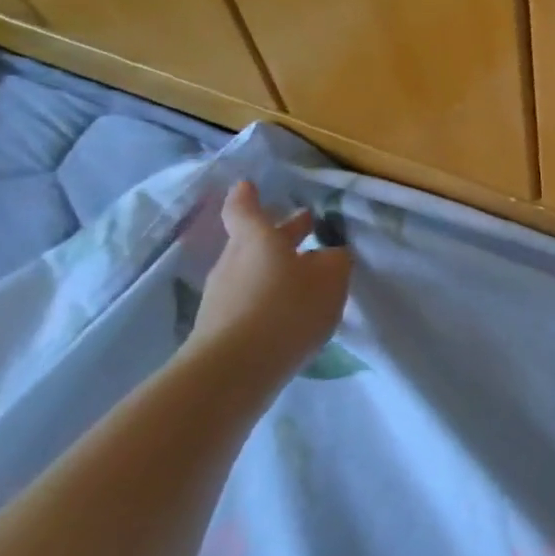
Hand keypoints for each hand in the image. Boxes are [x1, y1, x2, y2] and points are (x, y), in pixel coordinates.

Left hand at [189, 181, 352, 375]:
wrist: (235, 370)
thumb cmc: (287, 308)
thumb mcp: (331, 277)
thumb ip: (334, 260)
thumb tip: (329, 255)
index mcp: (258, 240)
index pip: (245, 210)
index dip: (248, 197)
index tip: (248, 185)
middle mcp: (234, 261)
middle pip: (253, 240)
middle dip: (279, 232)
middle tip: (305, 223)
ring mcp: (222, 296)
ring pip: (252, 270)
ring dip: (275, 268)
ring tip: (305, 274)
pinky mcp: (220, 328)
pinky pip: (248, 301)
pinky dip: (268, 298)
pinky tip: (289, 311)